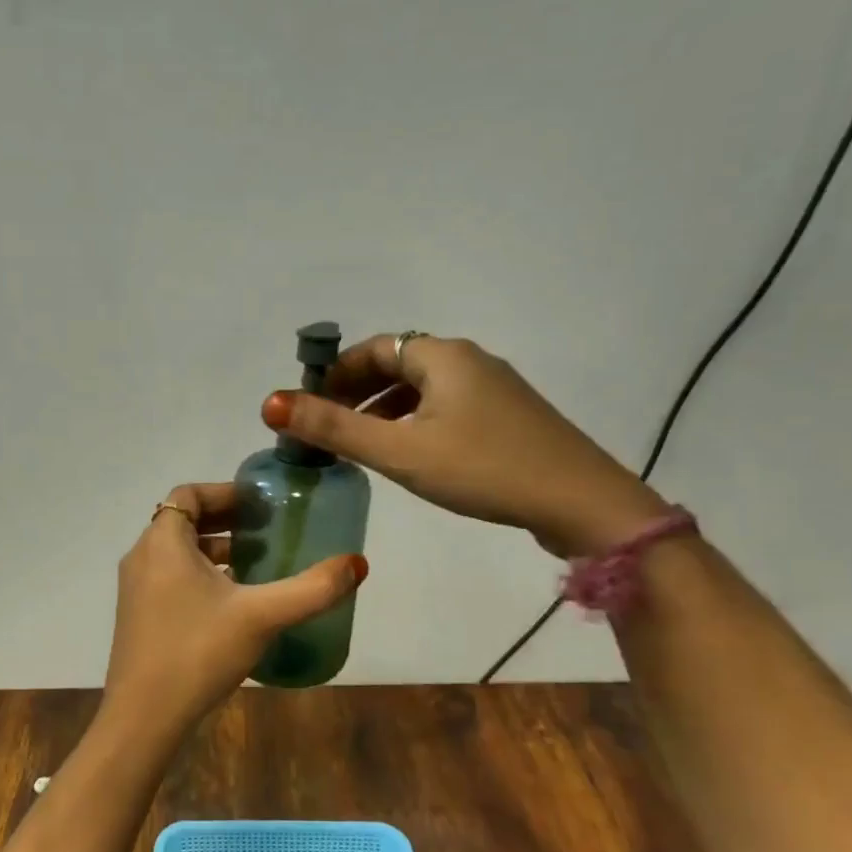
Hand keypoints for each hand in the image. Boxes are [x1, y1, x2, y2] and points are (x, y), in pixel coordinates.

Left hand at [101, 483, 366, 736]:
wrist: (143, 717)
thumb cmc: (198, 652)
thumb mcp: (261, 616)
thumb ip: (311, 589)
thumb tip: (357, 564)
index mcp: (163, 542)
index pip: (188, 494)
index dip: (225, 492)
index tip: (261, 505)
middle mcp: (143, 557)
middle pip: (184, 521)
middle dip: (226, 521)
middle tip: (268, 530)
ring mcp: (136, 589)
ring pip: (177, 552)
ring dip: (215, 551)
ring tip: (258, 563)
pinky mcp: (139, 616)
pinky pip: (171, 578)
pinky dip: (201, 576)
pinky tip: (234, 603)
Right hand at [260, 334, 668, 556]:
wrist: (581, 502)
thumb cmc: (482, 469)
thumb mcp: (399, 452)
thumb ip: (334, 429)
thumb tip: (270, 403)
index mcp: (441, 355)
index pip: (372, 349)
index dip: (335, 374)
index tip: (308, 407)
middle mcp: (468, 360)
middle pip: (397, 365)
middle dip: (356, 393)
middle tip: (328, 430)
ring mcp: (494, 389)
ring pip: (423, 389)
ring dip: (385, 410)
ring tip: (360, 446)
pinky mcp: (508, 417)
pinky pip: (446, 407)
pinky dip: (415, 422)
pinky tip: (410, 456)